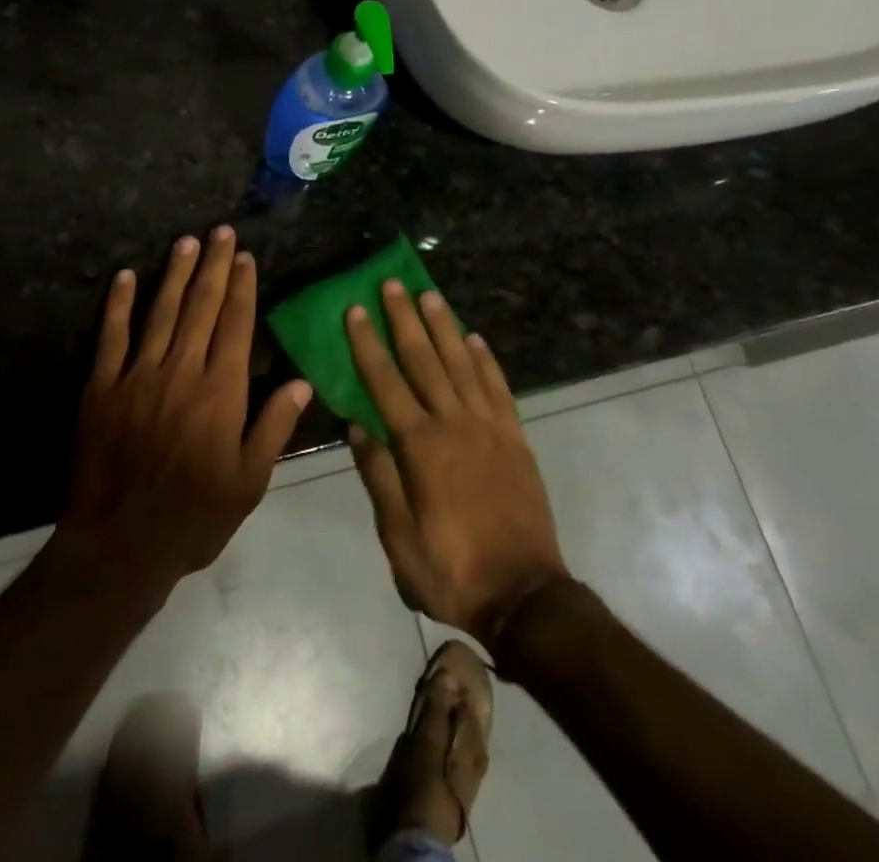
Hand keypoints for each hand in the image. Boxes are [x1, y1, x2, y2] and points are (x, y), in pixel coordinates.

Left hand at [56, 226, 310, 595]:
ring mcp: (138, 375)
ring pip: (161, 312)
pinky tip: (126, 276)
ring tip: (187, 242)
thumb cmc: (194, 516)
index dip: (243, 287)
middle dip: (214, 266)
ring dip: (176, 274)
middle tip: (221, 232)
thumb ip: (274, 427)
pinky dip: (119, 304)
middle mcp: (182, 371)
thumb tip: (302, 383)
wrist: (119, 545)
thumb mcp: (249, 482)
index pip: (236, 325)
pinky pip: (111, 336)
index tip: (246, 257)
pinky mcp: (101, 387)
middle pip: (202, 307)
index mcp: (221, 391)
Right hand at [345, 281, 568, 645]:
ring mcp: (489, 426)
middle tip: (392, 284)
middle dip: (404, 319)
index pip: (385, 382)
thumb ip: (379, 476)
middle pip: (424, 359)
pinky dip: (485, 359)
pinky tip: (475, 339)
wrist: (524, 594)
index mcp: (419, 446)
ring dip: (444, 326)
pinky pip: (498, 387)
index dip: (367, 344)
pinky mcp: (515, 437)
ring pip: (461, 363)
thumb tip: (358, 426)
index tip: (354, 311)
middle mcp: (453, 423)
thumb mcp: (399, 537)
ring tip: (429, 295)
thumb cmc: (451, 569)